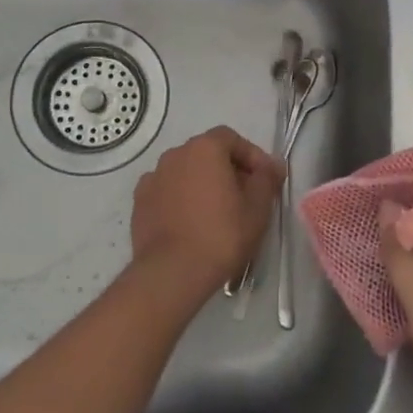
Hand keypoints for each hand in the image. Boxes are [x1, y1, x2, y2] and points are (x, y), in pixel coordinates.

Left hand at [130, 127, 284, 297]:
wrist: (172, 273)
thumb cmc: (221, 235)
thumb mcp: (257, 207)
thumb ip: (267, 178)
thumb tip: (273, 165)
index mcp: (204, 148)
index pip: (232, 139)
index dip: (252, 156)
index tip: (265, 179)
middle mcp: (175, 155)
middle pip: (208, 154)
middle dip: (228, 170)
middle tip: (245, 197)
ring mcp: (153, 178)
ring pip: (186, 173)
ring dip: (203, 184)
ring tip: (217, 213)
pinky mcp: (139, 203)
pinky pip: (168, 192)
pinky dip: (182, 200)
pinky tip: (191, 223)